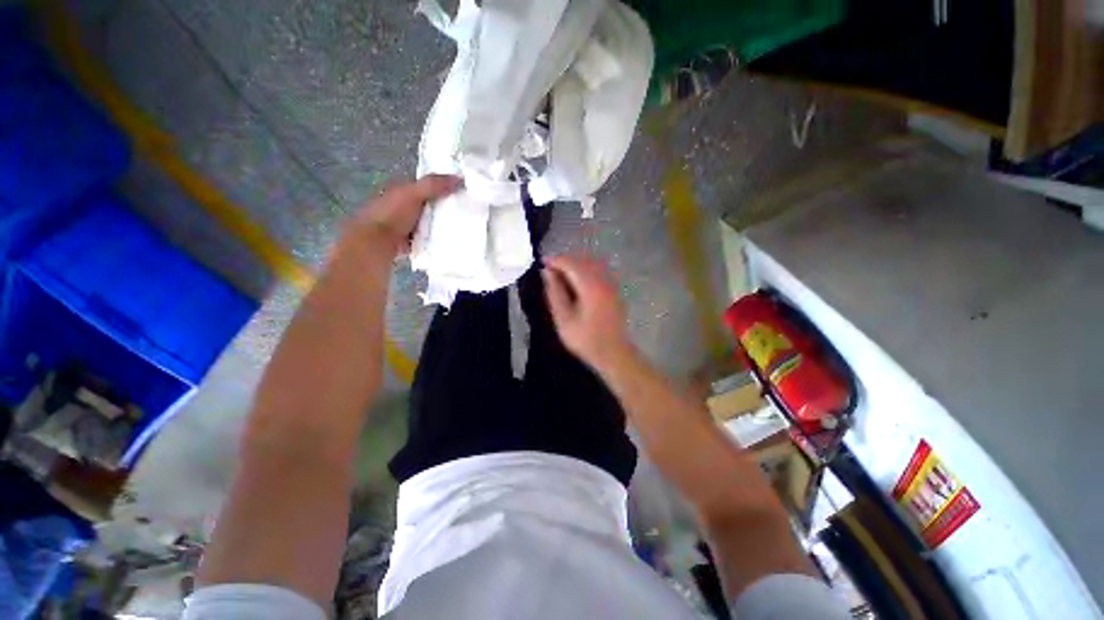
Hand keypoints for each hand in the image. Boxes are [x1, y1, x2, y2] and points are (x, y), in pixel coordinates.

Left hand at [349, 175, 461, 253]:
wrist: (377, 243)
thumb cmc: (393, 214)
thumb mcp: (413, 194)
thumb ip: (434, 185)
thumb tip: (461, 179)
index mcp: (402, 190)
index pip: (427, 186)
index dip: (444, 187)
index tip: (464, 192)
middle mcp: (403, 206)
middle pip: (431, 205)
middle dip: (447, 208)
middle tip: (469, 211)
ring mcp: (407, 226)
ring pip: (431, 222)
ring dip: (443, 225)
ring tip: (465, 227)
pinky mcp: (411, 242)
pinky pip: (429, 238)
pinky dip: (439, 240)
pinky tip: (452, 241)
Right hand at [543, 256, 634, 369]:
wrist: (613, 353)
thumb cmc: (585, 340)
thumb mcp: (563, 319)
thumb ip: (554, 293)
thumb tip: (546, 273)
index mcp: (591, 287)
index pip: (571, 264)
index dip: (555, 260)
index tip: (541, 263)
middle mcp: (603, 280)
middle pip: (583, 260)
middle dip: (565, 260)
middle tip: (549, 269)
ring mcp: (611, 284)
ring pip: (592, 263)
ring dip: (575, 264)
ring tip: (560, 273)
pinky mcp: (614, 290)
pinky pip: (598, 270)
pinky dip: (585, 269)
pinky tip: (576, 280)